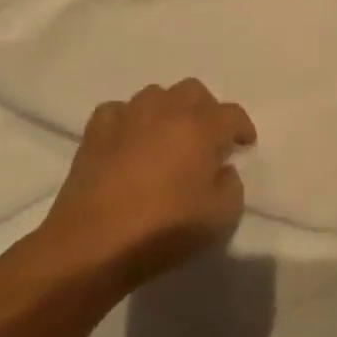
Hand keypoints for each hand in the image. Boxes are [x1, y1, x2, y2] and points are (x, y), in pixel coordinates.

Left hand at [34, 79, 255, 287]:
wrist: (92, 245)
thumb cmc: (163, 230)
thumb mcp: (221, 218)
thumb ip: (232, 186)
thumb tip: (222, 170)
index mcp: (201, 128)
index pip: (232, 114)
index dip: (242, 128)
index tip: (244, 145)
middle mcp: (166, 112)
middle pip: (193, 91)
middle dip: (206, 110)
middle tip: (207, 138)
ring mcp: (128, 118)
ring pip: (155, 95)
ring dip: (167, 110)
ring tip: (168, 136)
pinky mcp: (95, 133)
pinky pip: (118, 111)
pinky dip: (128, 120)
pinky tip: (129, 140)